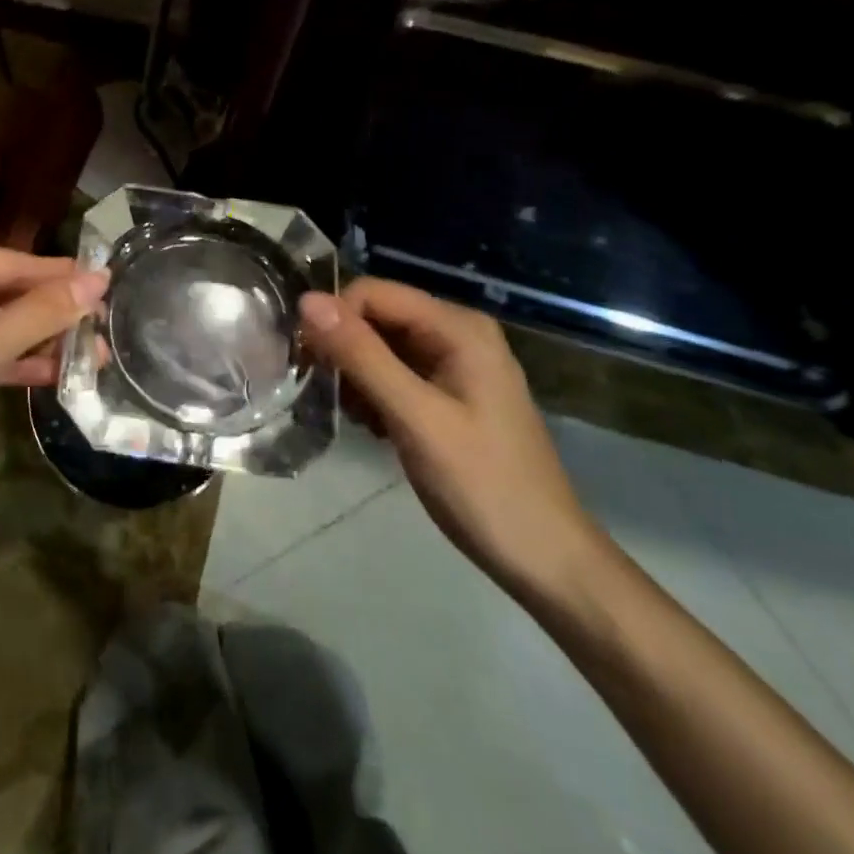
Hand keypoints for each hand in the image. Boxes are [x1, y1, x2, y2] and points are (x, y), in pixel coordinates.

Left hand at [0, 238, 107, 516]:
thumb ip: (41, 313)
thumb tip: (100, 279)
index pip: (2, 260)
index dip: (57, 274)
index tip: (107, 279)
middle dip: (49, 313)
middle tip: (104, 320)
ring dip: (35, 339)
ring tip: (93, 352)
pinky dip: (7, 358)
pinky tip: (53, 372)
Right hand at [300, 279, 607, 603]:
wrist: (546, 560)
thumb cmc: (484, 486)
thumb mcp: (416, 417)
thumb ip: (362, 356)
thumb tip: (307, 300)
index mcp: (458, 327)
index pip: (373, 292)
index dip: (334, 318)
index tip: (308, 361)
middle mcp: (456, 333)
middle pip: (376, 316)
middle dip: (343, 348)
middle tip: (323, 391)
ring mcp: (454, 364)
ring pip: (380, 345)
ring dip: (355, 374)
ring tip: (352, 415)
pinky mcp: (448, 392)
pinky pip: (394, 371)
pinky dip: (372, 392)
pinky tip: (372, 426)